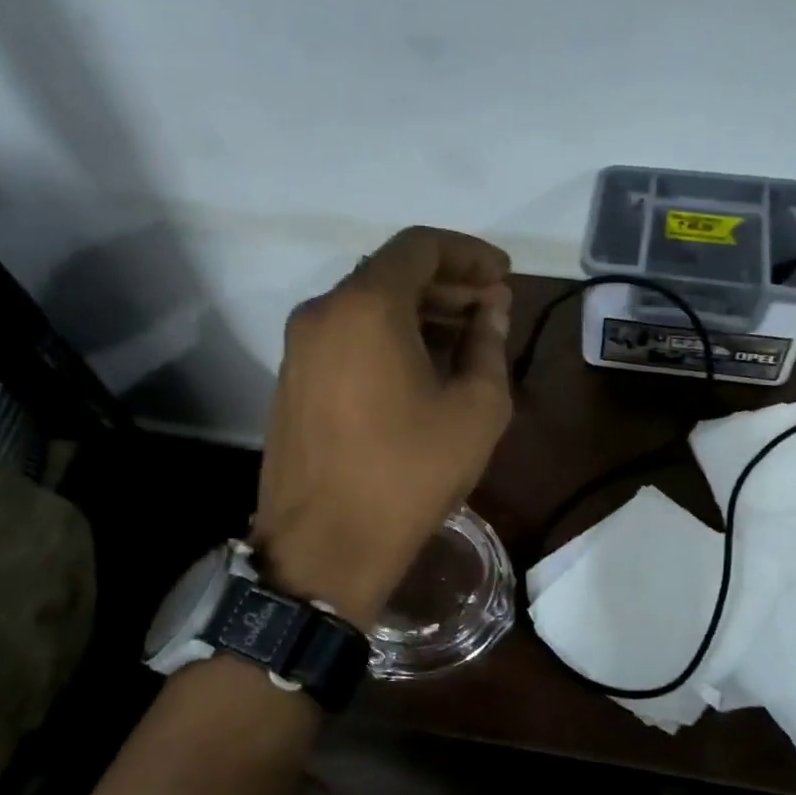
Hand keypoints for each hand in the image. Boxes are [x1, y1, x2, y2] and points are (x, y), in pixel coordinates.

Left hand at [251, 227, 513, 626]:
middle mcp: (322, 312)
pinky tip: (421, 371)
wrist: (325, 548)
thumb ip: (488, 345)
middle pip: (391, 273)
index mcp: (366, 306)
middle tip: (491, 311)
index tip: (503, 277)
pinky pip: (346, 338)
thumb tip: (491, 309)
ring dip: (418, 314)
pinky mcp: (292, 382)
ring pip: (366, 306)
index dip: (470, 254)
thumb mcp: (475, 409)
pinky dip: (387, 338)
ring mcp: (299, 348)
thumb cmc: (410, 474)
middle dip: (447, 285)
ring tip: (465, 343)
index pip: (421, 246)